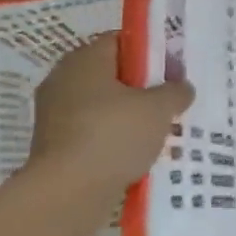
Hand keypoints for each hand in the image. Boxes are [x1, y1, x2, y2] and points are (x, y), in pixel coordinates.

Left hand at [29, 33, 193, 192]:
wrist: (66, 194)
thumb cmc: (114, 135)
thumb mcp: (159, 108)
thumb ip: (175, 91)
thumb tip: (181, 88)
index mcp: (85, 59)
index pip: (122, 41)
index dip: (151, 53)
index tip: (173, 72)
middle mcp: (63, 79)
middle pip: (112, 74)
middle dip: (142, 88)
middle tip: (169, 102)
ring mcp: (54, 115)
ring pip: (102, 106)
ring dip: (128, 117)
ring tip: (158, 132)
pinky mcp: (53, 146)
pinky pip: (92, 133)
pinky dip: (112, 140)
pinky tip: (136, 155)